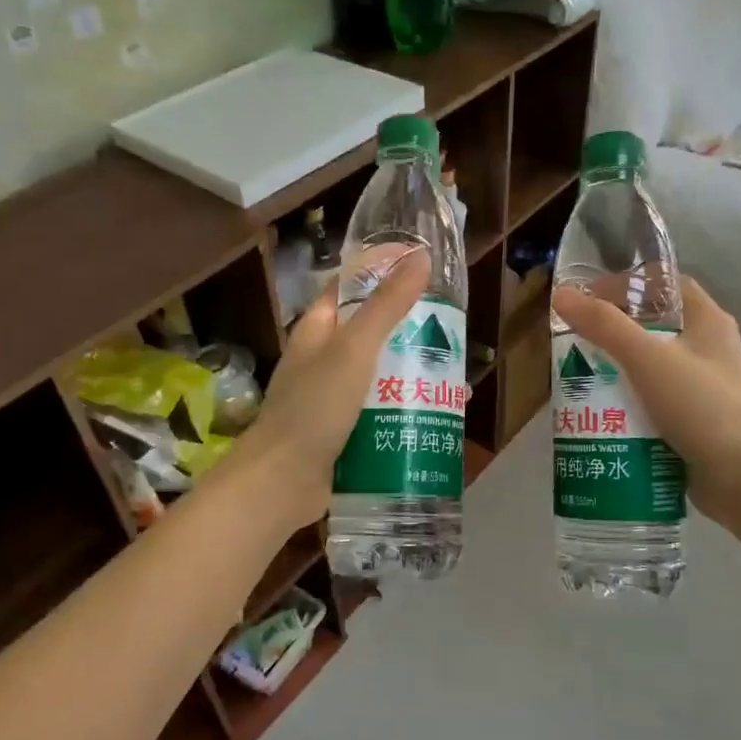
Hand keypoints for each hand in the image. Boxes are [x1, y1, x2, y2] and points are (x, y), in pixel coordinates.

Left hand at [228, 248, 432, 532]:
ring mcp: (334, 399)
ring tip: (458, 378)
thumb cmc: (314, 408)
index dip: (382, 274)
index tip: (425, 271)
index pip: (350, 289)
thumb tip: (421, 256)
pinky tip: (440, 417)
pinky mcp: (345, 433)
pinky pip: (382, 414)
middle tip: (455, 331)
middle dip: (411, 332)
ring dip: (414, 375)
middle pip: (372, 334)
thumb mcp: (354, 350)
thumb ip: (386, 305)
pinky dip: (407, 412)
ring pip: (381, 376)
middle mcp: (324, 360)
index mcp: (317, 331)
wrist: (282, 483)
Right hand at [551, 275, 740, 521]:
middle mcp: (710, 351)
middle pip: (655, 329)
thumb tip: (561, 295)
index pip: (668, 285)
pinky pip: (655, 406)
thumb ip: (604, 326)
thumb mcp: (647, 358)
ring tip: (581, 382)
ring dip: (617, 374)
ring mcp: (705, 390)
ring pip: (652, 371)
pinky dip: (628, 408)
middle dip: (614, 334)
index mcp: (709, 322)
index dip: (630, 284)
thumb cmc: (701, 406)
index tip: (591, 296)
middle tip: (577, 343)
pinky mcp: (696, 424)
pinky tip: (601, 418)